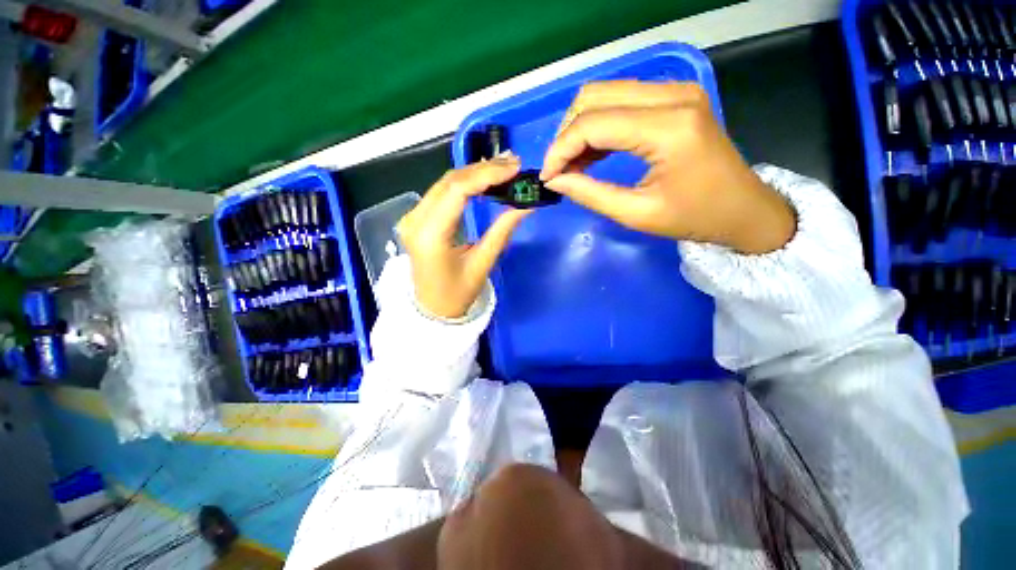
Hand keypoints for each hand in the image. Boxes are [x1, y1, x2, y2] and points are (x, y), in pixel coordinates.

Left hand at [397, 157, 530, 318]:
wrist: (432, 309)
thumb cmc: (457, 295)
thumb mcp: (482, 264)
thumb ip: (502, 231)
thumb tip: (527, 205)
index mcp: (430, 235)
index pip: (458, 191)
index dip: (487, 174)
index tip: (514, 168)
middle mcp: (415, 220)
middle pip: (450, 181)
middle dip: (484, 169)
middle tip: (514, 164)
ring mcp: (412, 217)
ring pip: (445, 183)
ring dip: (475, 173)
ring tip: (503, 168)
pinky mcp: (416, 218)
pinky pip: (441, 192)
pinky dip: (464, 183)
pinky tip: (483, 180)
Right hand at [541, 80, 794, 253]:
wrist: (742, 208)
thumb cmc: (694, 217)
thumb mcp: (636, 214)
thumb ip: (590, 194)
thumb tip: (555, 180)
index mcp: (668, 128)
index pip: (594, 123)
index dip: (561, 149)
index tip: (548, 176)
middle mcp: (673, 95)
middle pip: (595, 96)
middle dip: (566, 134)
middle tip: (559, 169)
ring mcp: (676, 91)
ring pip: (605, 93)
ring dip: (580, 128)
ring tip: (572, 165)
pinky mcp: (674, 97)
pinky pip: (621, 100)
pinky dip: (599, 125)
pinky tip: (592, 153)